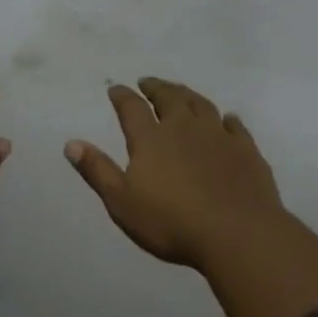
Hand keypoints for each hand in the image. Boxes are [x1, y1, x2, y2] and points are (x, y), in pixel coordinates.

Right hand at [66, 79, 317, 316]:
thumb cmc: (171, 222)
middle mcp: (184, 128)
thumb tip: (71, 143)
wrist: (237, 234)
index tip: (115, 88)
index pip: (131, 108)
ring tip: (180, 93)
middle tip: (148, 83)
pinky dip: (226, 119)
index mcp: (151, 139)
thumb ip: (97, 170)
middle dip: (156, 87)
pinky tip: (226, 120)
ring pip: (201, 105)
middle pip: (169, 98)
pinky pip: (235, 125)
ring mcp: (218, 136)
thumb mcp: (121, 201)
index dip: (122, 96)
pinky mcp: (246, 150)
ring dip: (187, 95)